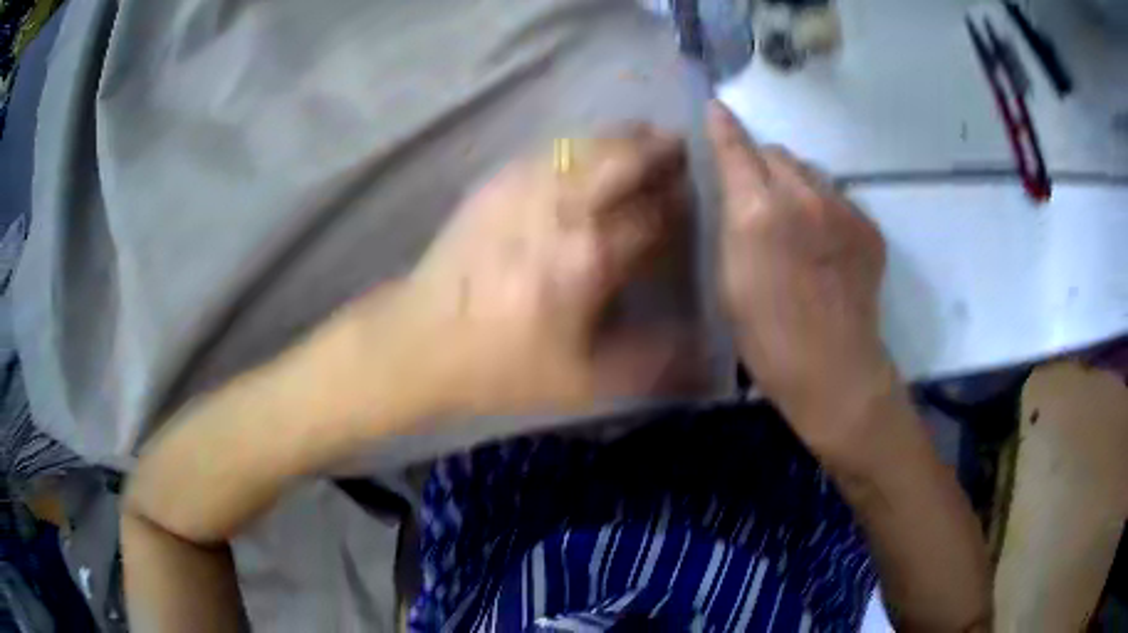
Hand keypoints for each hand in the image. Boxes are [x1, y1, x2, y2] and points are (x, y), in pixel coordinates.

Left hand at [350, 126, 691, 415]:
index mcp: (589, 257)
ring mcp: (525, 187)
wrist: (421, 341)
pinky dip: (581, 143)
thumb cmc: (503, 366)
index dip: (679, 206)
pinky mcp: (496, 183)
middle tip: (679, 149)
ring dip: (624, 137)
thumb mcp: (584, 383)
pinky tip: (588, 150)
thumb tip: (700, 351)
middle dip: (659, 150)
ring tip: (645, 137)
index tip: (693, 201)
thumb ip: (649, 365)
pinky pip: (550, 149)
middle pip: (624, 160)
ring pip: (588, 145)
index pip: (654, 216)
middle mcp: (562, 209)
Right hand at [707, 102, 894, 450]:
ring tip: (795, 223)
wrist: (835, 370)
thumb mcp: (728, 279)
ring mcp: (842, 209)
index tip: (717, 109)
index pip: (736, 148)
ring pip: (810, 171)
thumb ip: (731, 222)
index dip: (724, 126)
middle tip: (757, 195)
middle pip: (776, 153)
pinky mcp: (868, 226)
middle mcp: (802, 197)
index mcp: (758, 212)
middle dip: (761, 163)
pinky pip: (838, 197)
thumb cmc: (767, 337)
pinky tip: (823, 243)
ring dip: (794, 183)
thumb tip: (735, 189)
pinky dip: (824, 207)